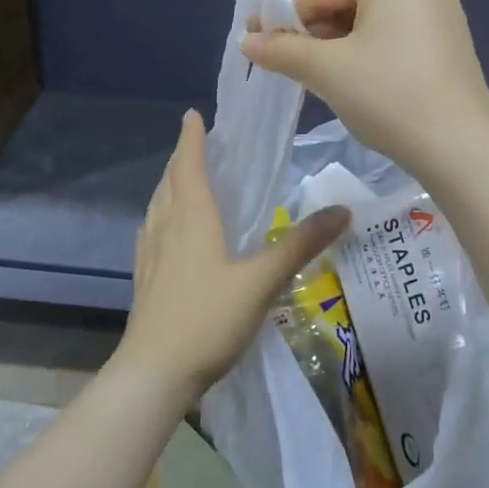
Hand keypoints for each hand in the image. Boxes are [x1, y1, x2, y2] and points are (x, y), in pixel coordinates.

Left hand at [116, 110, 349, 400]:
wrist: (155, 372)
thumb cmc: (208, 320)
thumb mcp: (262, 282)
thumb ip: (300, 245)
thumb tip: (343, 210)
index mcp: (192, 220)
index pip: (190, 166)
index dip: (192, 139)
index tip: (192, 115)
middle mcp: (166, 229)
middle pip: (170, 183)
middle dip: (181, 159)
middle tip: (195, 144)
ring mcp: (151, 256)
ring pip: (157, 208)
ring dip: (169, 187)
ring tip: (181, 180)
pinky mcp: (145, 281)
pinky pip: (151, 233)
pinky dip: (160, 217)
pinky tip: (166, 232)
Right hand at [241, 0, 488, 178]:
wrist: (459, 147)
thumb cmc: (390, 96)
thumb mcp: (327, 70)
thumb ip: (282, 49)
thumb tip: (246, 41)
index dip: (281, 17)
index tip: (253, 44)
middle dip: (311, 31)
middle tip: (284, 65)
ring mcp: (439, 3)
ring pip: (366, 17)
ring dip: (335, 44)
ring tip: (313, 76)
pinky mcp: (447, 34)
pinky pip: (391, 31)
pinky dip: (364, 50)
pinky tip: (351, 79)